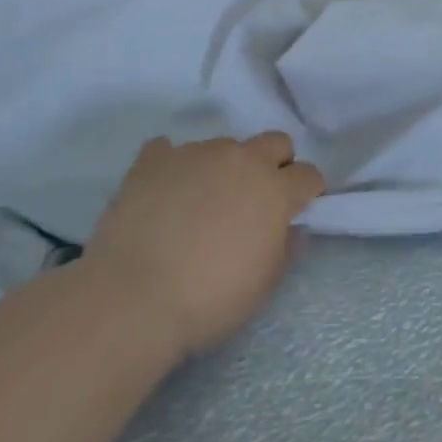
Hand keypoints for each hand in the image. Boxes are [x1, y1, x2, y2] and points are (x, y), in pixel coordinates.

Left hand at [86, 134, 325, 357]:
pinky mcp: (153, 159)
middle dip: (275, 164)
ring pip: (224, 146)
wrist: (133, 297)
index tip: (295, 212)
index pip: (309, 174)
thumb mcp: (263, 285)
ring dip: (223, 167)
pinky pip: (168, 150)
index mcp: (274, 190)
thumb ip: (285, 248)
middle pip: (275, 142)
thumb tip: (292, 228)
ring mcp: (195, 154)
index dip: (306, 193)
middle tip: (256, 200)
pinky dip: (173, 167)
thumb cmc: (209, 299)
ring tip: (200, 203)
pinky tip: (164, 193)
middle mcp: (240, 159)